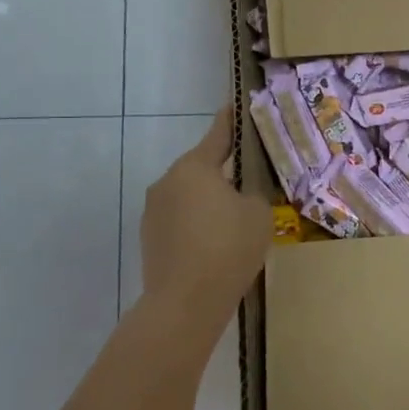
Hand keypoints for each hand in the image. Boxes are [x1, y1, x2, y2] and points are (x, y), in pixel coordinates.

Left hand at [141, 108, 270, 316]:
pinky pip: (179, 218)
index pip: (218, 134)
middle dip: (224, 172)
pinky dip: (196, 223)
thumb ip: (253, 193)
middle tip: (249, 181)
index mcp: (194, 167)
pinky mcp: (149, 237)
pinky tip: (215, 243)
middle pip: (202, 167)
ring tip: (234, 220)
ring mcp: (153, 210)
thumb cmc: (228, 248)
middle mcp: (167, 181)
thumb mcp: (259, 214)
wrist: (185, 303)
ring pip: (189, 194)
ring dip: (208, 200)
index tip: (235, 106)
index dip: (231, 121)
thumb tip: (242, 192)